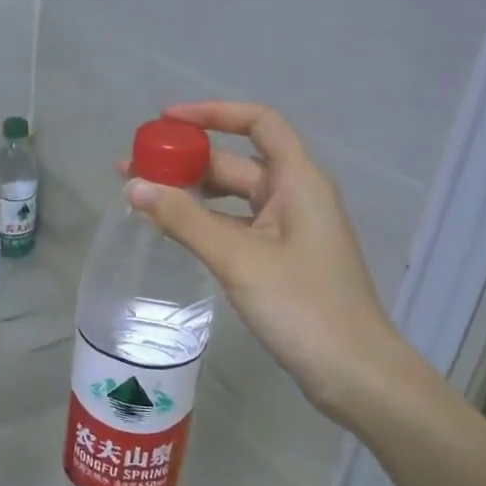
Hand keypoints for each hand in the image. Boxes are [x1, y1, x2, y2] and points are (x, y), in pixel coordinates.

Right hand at [121, 102, 412, 429]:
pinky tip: (172, 231)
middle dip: (186, 161)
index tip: (165, 121)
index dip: (213, 113)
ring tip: (141, 198)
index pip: (259, 123)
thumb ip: (184, 220)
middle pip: (237, 162)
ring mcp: (288, 231)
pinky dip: (204, 223)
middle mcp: (295, 197)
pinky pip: (235, 227)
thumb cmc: (302, 306)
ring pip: (233, 198)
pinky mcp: (280, 260)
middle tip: (132, 168)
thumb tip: (134, 186)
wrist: (352, 372)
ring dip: (190, 194)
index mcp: (298, 181)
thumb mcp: (238, 259)